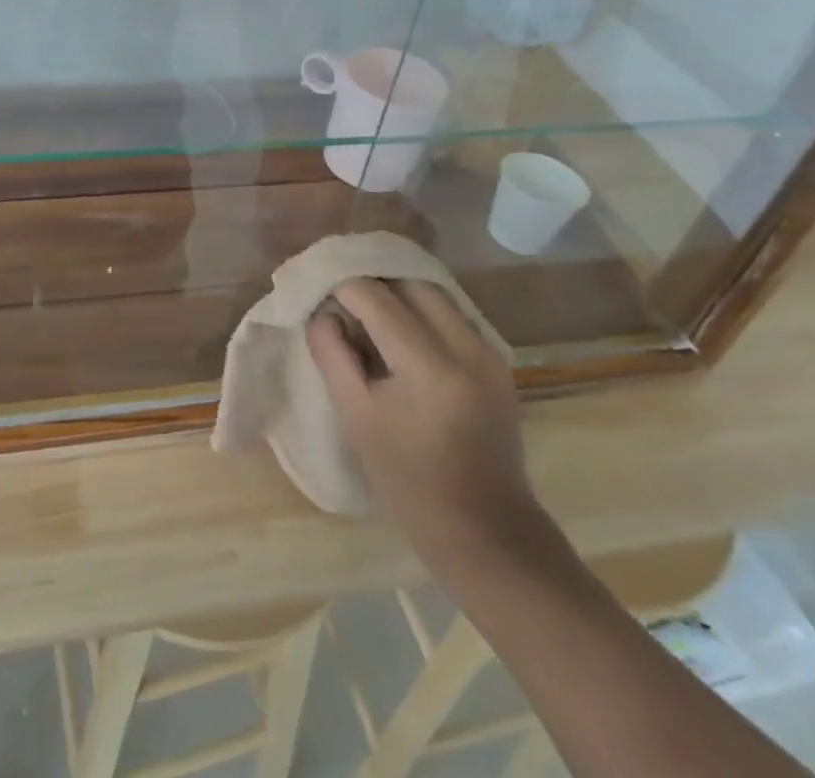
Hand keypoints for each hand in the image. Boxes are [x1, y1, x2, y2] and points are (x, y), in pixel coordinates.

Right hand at [308, 277, 542, 565]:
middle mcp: (467, 348)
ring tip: (365, 308)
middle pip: (411, 284)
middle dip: (371, 281)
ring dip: (397, 291)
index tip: (317, 289)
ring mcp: (488, 352)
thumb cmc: (410, 485)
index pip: (377, 299)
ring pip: (435, 293)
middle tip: (339, 295)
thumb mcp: (357, 420)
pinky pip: (452, 313)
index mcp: (430, 368)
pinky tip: (398, 328)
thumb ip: (333, 356)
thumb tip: (321, 312)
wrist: (486, 533)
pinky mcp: (497, 361)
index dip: (342, 286)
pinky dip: (421, 309)